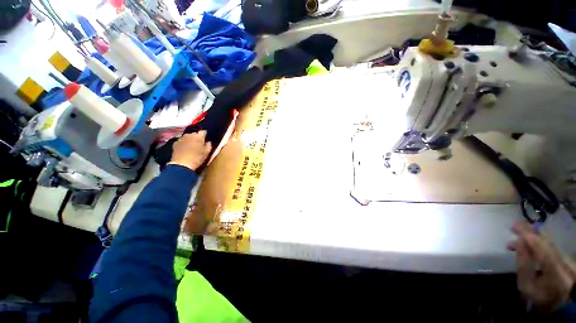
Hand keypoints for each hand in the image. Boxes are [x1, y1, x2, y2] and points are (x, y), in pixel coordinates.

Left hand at [168, 131, 211, 171]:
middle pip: (195, 133)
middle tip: (199, 144)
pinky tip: (185, 149)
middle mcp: (189, 135)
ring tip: (192, 146)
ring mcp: (181, 138)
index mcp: (199, 137)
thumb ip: (209, 145)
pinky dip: (183, 143)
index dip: (205, 135)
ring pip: (187, 137)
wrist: (182, 164)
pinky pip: (181, 141)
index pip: (203, 131)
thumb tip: (208, 142)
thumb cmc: (197, 158)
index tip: (206, 139)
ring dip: (190, 140)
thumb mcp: (207, 153)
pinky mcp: (175, 143)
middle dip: (197, 137)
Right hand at [508, 222, 574, 312]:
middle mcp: (565, 264)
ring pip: (550, 243)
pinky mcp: (567, 257)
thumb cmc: (536, 295)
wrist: (558, 303)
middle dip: (531, 233)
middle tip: (515, 225)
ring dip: (534, 236)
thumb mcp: (526, 285)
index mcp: (555, 274)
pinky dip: (540, 240)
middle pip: (548, 244)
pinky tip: (531, 237)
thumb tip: (518, 243)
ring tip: (520, 230)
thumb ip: (523, 265)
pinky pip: (552, 245)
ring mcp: (568, 260)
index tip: (515, 228)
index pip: (543, 251)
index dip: (530, 238)